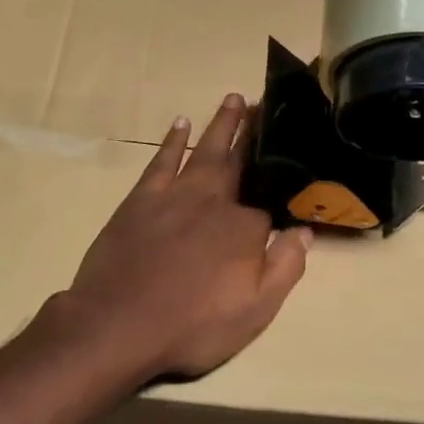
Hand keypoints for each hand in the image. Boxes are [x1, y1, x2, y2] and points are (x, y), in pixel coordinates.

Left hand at [59, 95, 311, 379]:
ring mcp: (176, 194)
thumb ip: (285, 267)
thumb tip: (305, 229)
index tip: (295, 167)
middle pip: (240, 160)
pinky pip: (163, 159)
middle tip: (264, 102)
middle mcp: (215, 200)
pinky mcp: (143, 197)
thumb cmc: (192, 325)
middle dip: (253, 132)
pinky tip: (181, 123)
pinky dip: (173, 140)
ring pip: (206, 149)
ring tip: (234, 98)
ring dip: (221, 124)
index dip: (281, 193)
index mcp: (245, 226)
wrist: (118, 325)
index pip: (270, 203)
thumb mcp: (255, 310)